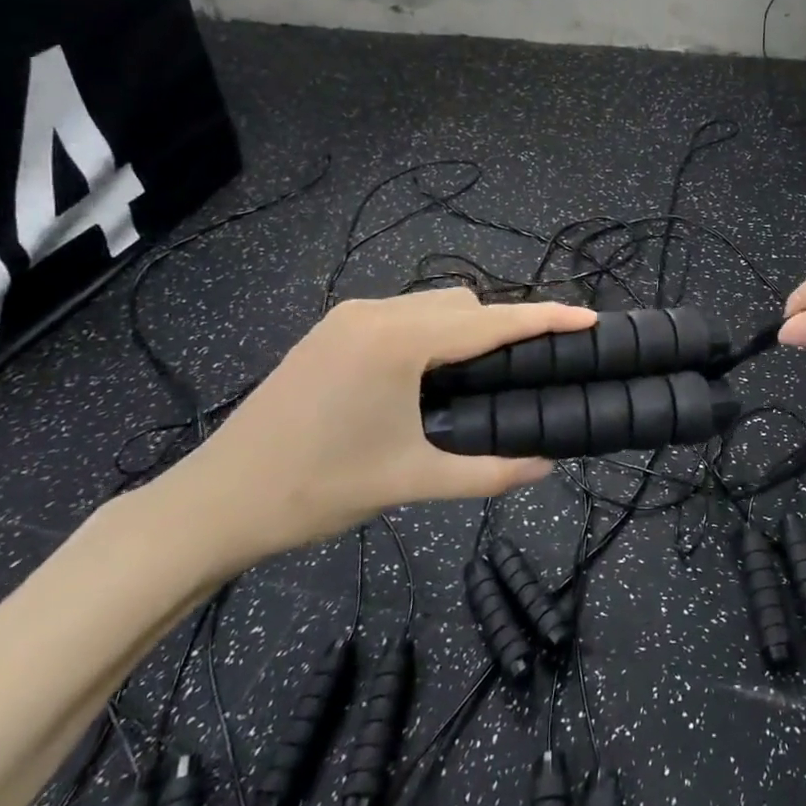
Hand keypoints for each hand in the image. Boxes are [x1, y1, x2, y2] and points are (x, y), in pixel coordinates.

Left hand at [150, 290, 596, 569]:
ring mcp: (348, 317)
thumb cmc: (317, 489)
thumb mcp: (411, 481)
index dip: (544, 318)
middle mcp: (375, 313)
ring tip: (481, 378)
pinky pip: (402, 315)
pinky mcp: (331, 331)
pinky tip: (431, 374)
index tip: (589, 318)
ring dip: (466, 329)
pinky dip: (432, 333)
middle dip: (504, 325)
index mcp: (399, 342)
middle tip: (529, 370)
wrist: (216, 502)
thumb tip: (546, 464)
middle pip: (463, 303)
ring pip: (431, 305)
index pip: (490, 321)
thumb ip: (489, 471)